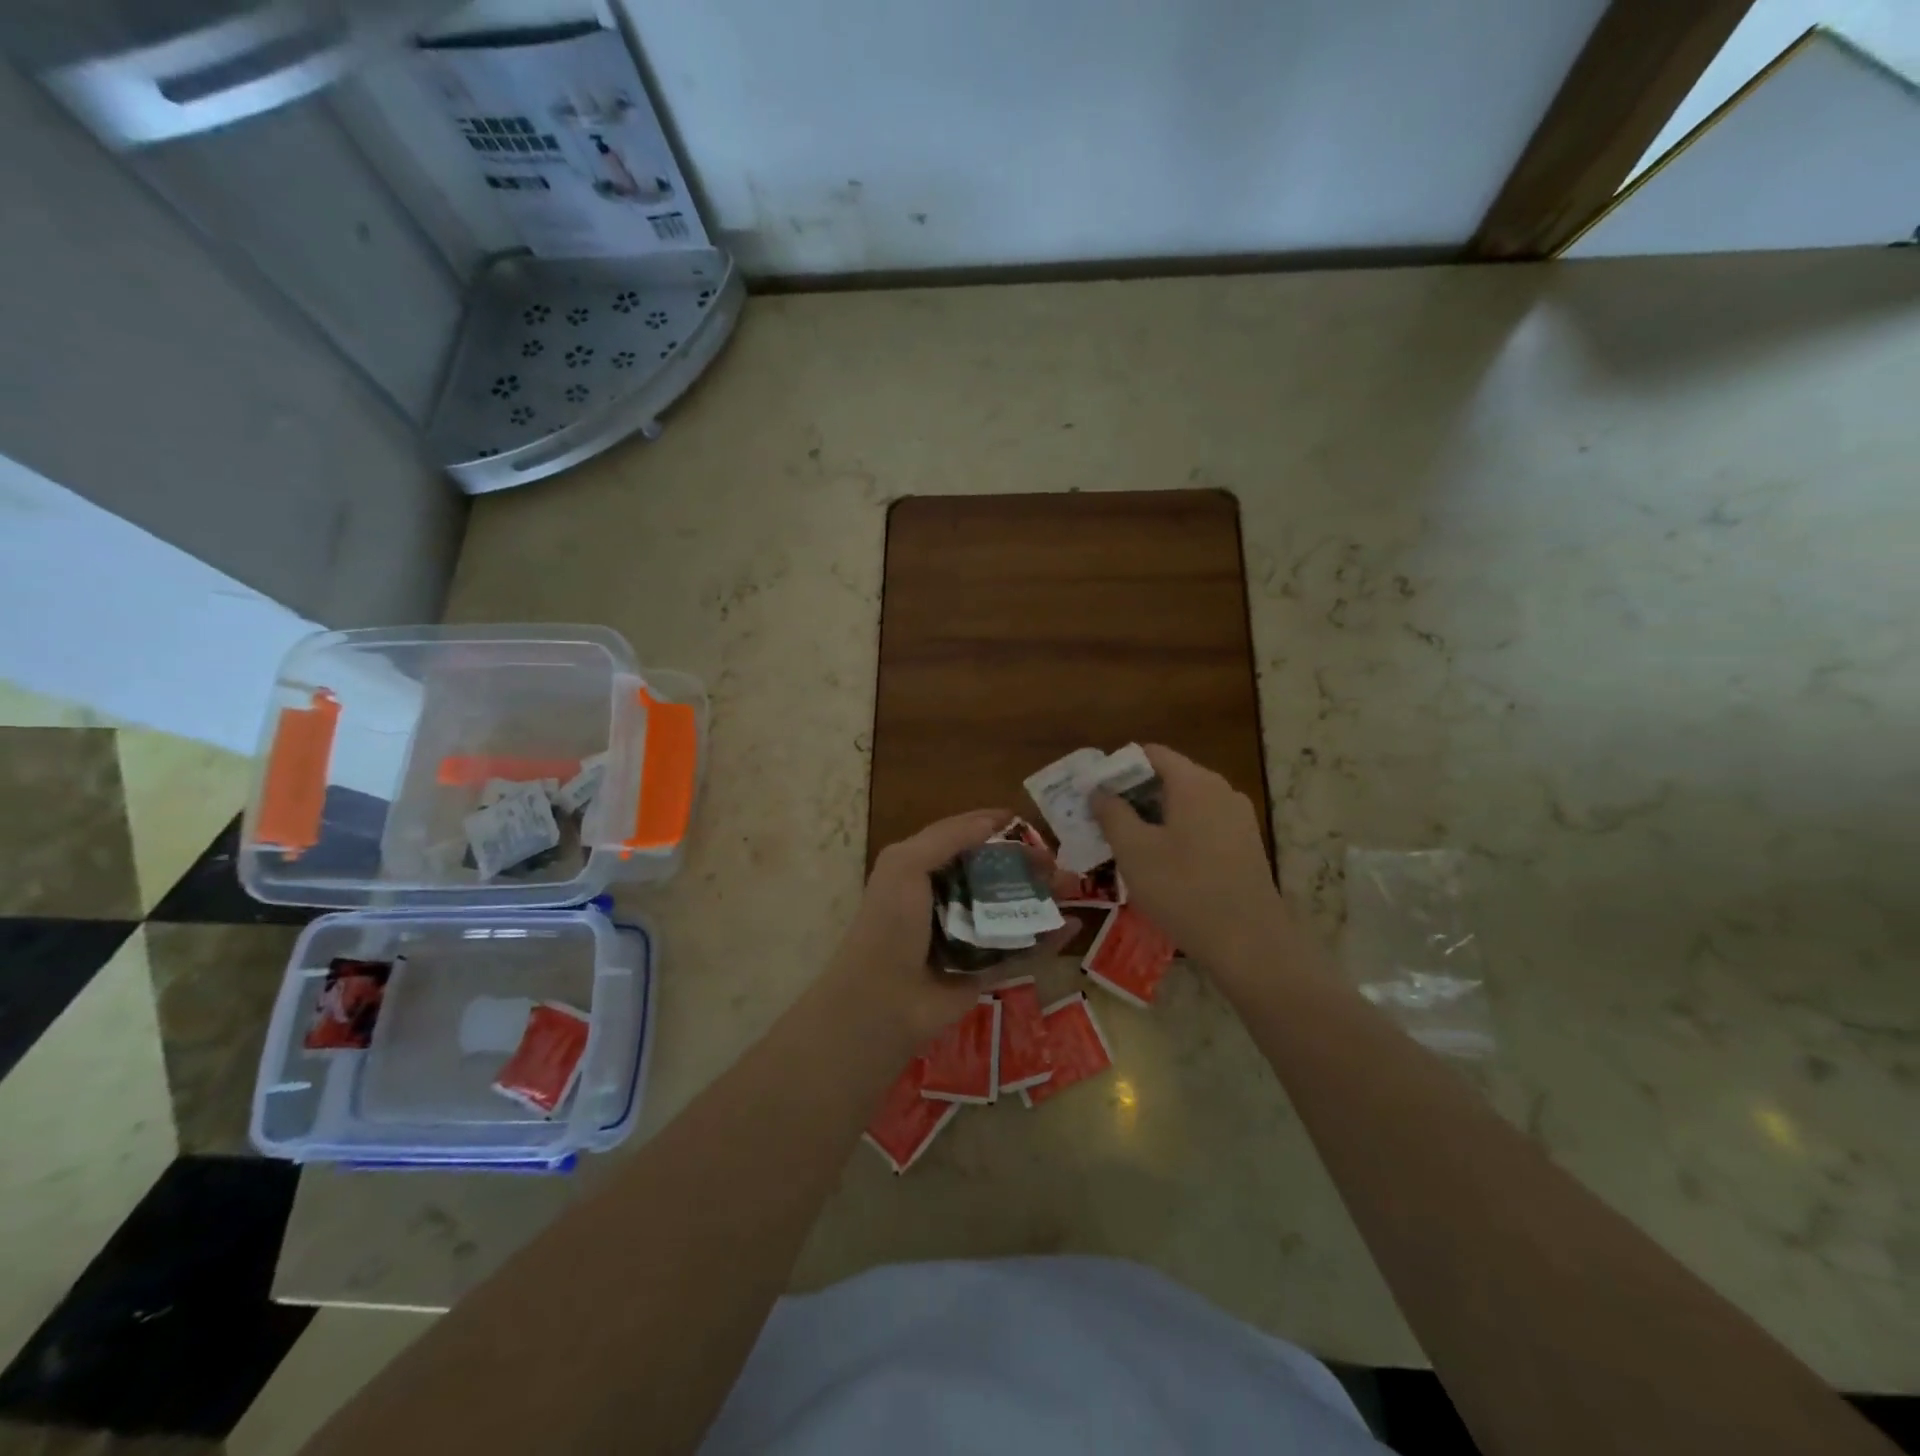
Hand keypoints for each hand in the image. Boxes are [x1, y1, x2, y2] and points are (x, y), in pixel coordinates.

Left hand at [828, 810, 1076, 1042]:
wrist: (882, 1001)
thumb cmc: (891, 923)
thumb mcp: (905, 865)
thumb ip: (947, 837)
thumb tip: (994, 820)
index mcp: (923, 871)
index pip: (962, 839)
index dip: (991, 827)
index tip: (1025, 822)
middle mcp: (945, 900)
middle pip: (994, 874)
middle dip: (1026, 863)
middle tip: (1056, 861)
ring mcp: (967, 938)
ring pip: (1012, 910)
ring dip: (1043, 897)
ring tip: (1074, 886)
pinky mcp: (984, 972)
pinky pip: (1021, 951)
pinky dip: (1047, 940)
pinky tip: (1073, 925)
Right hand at [1090, 744, 1286, 980]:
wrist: (1249, 943)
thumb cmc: (1183, 889)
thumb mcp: (1134, 851)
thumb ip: (1112, 813)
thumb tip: (1099, 791)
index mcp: (1194, 782)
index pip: (1150, 754)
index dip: (1117, 767)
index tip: (1094, 792)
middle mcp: (1221, 790)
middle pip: (1168, 777)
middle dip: (1132, 794)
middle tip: (1102, 820)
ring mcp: (1238, 819)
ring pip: (1185, 804)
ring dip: (1153, 817)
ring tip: (1125, 844)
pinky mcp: (1245, 846)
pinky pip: (1202, 825)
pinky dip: (1176, 833)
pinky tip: (1160, 864)